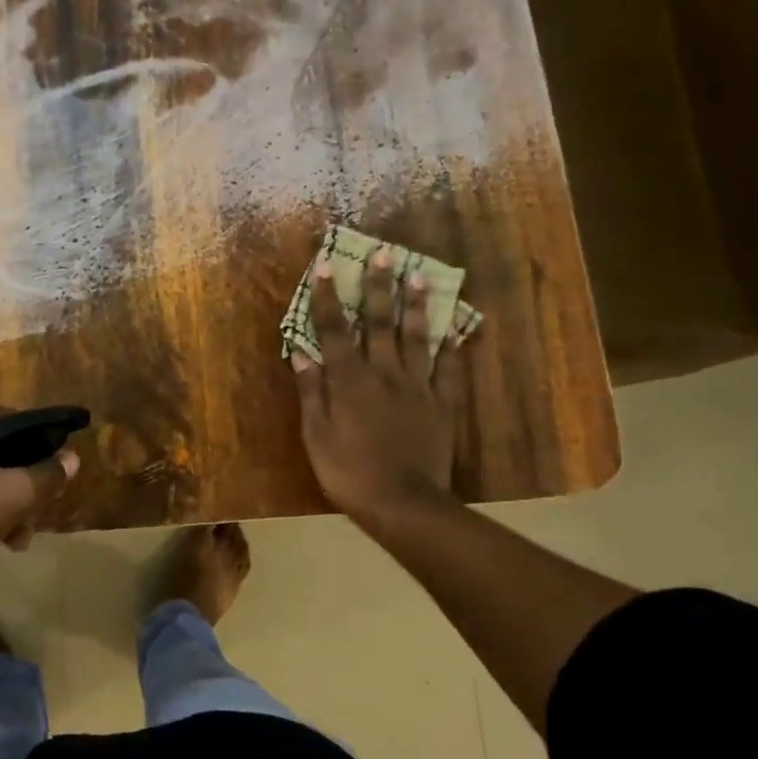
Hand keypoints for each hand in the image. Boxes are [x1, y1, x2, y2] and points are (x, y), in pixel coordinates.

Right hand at [291, 249, 468, 527]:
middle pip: (380, 322)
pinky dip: (452, 348)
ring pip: (417, 337)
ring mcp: (418, 387)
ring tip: (420, 276)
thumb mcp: (315, 434)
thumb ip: (311, 390)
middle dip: (379, 286)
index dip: (327, 296)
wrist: (403, 503)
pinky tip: (456, 329)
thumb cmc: (348, 471)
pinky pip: (449, 370)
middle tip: (384, 254)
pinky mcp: (442, 405)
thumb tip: (302, 351)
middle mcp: (383, 372)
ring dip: (417, 305)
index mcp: (349, 379)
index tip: (325, 265)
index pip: (334, 329)